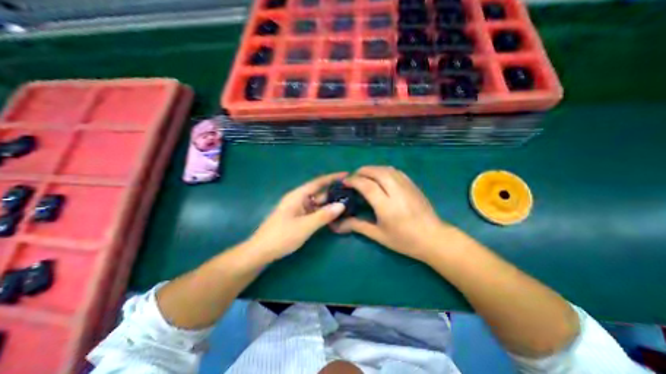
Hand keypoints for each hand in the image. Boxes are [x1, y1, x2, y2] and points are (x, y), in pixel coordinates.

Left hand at [245, 170, 348, 260]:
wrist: (261, 252)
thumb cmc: (281, 236)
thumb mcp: (305, 226)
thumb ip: (324, 215)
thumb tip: (342, 205)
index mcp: (297, 196)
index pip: (318, 182)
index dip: (332, 177)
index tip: (346, 174)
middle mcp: (298, 199)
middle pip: (319, 193)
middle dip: (334, 192)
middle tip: (352, 193)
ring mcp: (298, 209)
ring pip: (317, 203)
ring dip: (330, 203)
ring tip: (347, 203)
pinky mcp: (298, 217)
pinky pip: (314, 211)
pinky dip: (323, 212)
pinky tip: (333, 215)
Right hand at [332, 165, 457, 260]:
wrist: (434, 239)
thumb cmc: (405, 241)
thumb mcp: (379, 235)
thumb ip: (357, 225)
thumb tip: (337, 224)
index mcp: (387, 207)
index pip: (367, 186)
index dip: (354, 181)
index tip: (345, 182)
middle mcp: (397, 192)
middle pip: (377, 172)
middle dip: (362, 171)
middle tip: (353, 177)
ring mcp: (407, 187)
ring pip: (387, 169)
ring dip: (373, 169)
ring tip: (364, 175)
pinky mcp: (413, 185)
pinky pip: (396, 172)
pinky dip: (384, 170)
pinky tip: (380, 176)